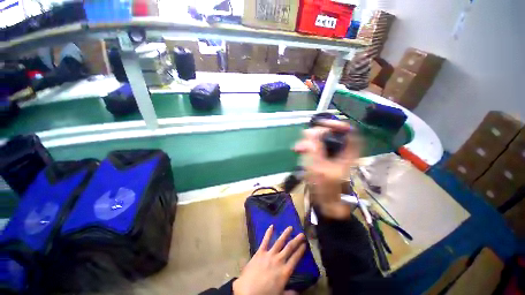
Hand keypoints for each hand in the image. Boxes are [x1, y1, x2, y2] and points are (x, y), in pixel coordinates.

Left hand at [233, 225, 305, 294]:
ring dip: (285, 234)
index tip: (305, 244)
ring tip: (290, 227)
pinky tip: (271, 226)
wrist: (247, 291)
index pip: (295, 258)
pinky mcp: (260, 252)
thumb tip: (298, 291)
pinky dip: (268, 232)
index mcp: (285, 271)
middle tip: (302, 234)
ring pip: (280, 241)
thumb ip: (289, 293)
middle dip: (297, 240)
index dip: (301, 251)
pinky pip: (265, 240)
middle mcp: (279, 260)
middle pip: (290, 248)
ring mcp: (269, 254)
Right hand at [293, 119, 360, 218]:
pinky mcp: (323, 158)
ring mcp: (331, 155)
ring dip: (308, 142)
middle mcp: (341, 151)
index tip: (321, 124)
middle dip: (316, 134)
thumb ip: (315, 149)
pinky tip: (298, 150)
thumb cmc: (325, 188)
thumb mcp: (319, 168)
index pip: (348, 132)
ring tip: (297, 148)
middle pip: (331, 134)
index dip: (337, 125)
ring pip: (321, 141)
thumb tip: (310, 132)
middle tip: (304, 136)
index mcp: (347, 153)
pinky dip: (306, 147)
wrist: (324, 202)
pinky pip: (315, 147)